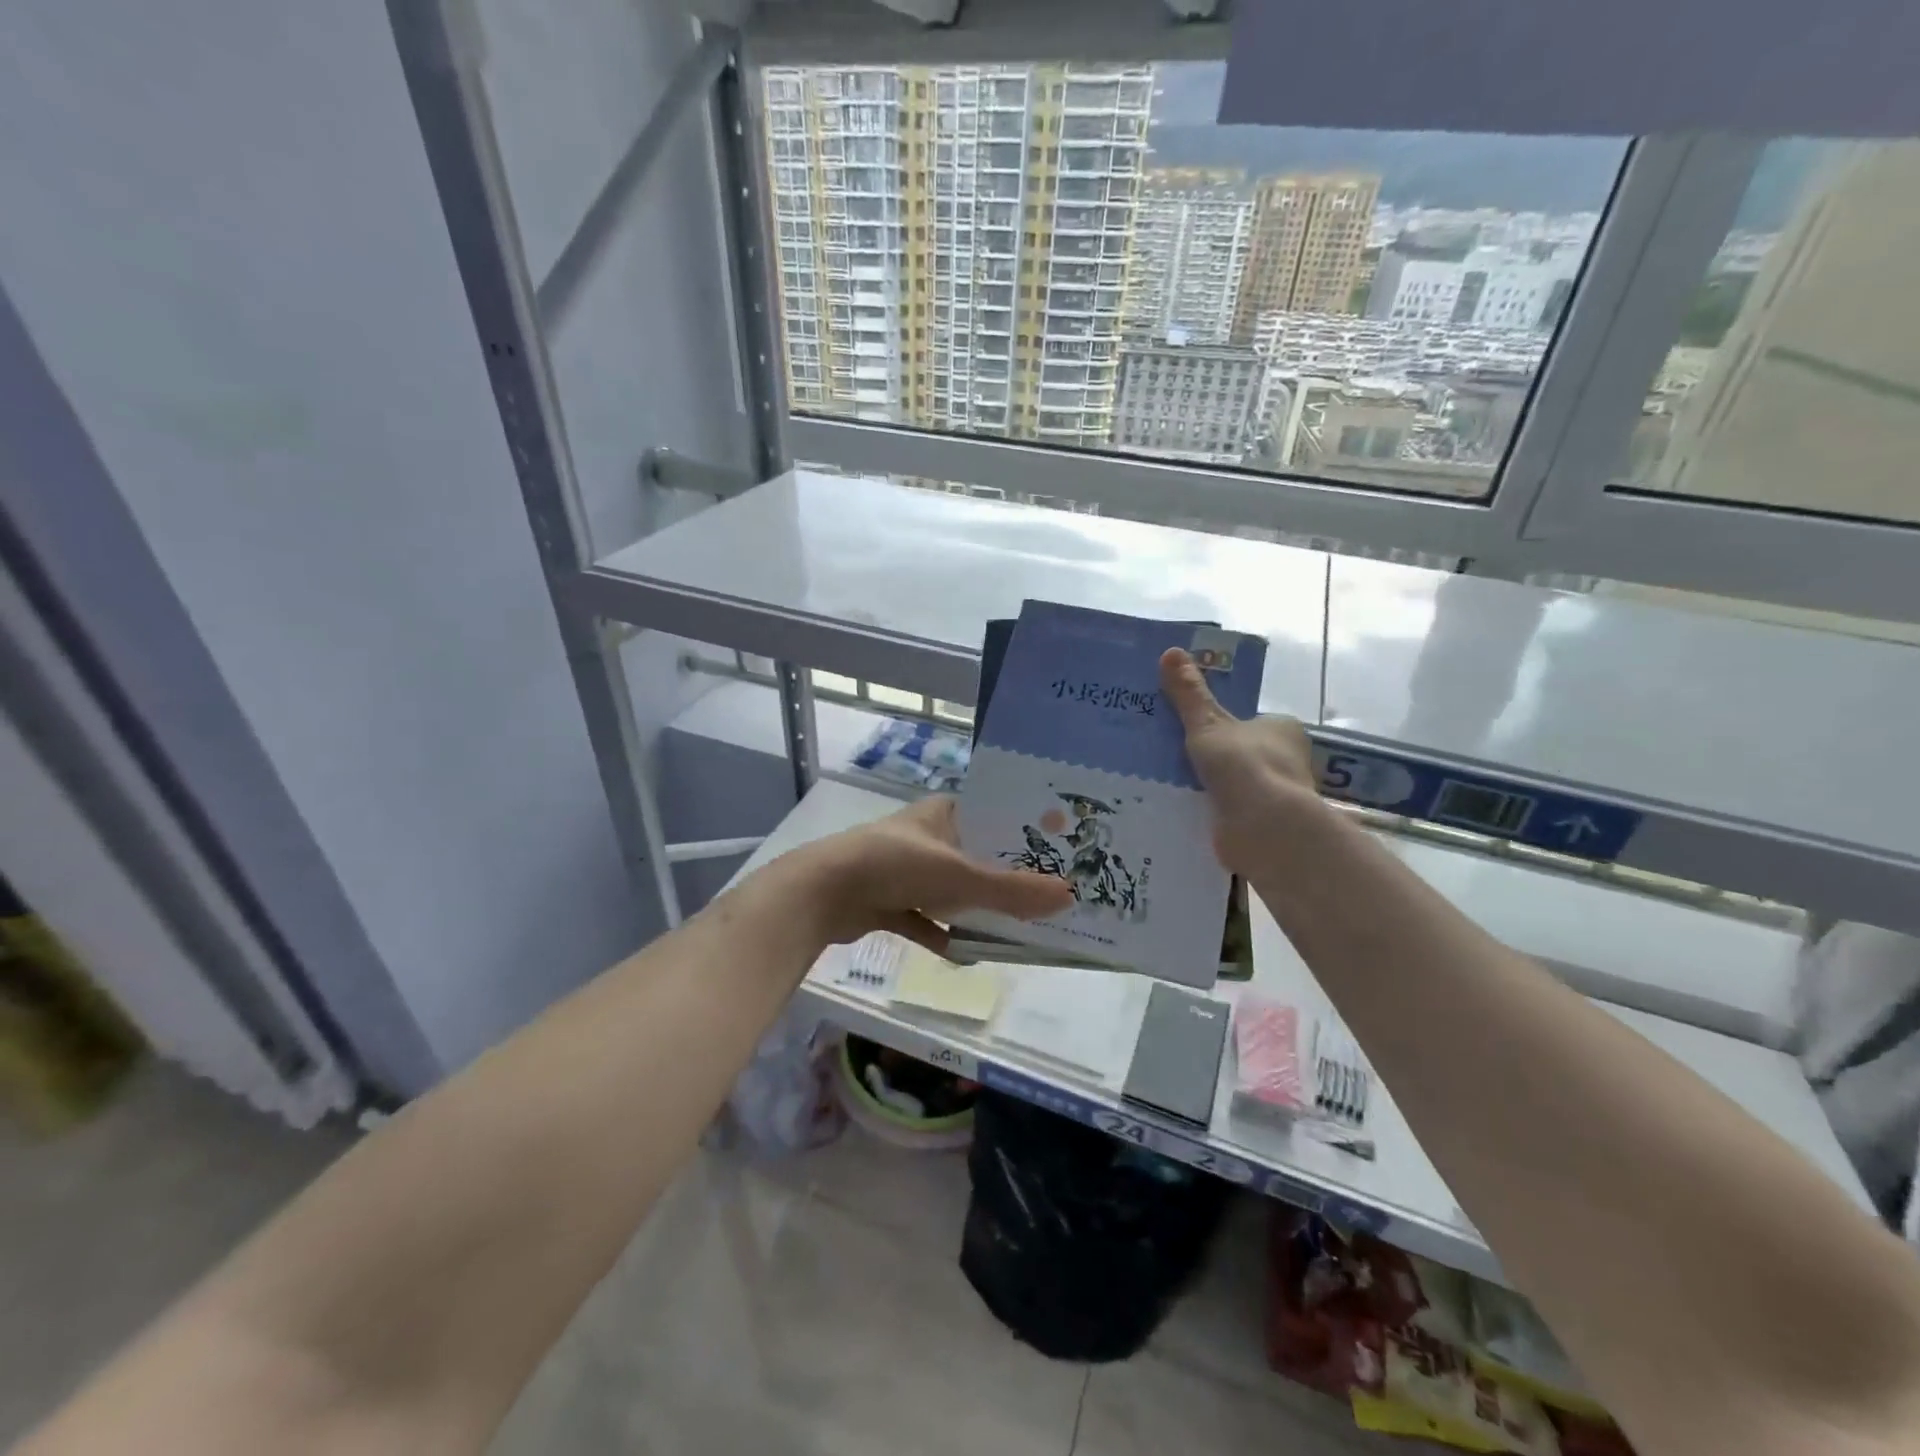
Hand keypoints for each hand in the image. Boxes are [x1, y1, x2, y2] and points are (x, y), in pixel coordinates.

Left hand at [798, 795, 1073, 953]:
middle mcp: (927, 836)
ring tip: (1019, 928)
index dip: (1024, 832)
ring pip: (952, 891)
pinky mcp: (890, 901)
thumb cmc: (895, 866)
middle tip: (1048, 897)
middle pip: (976, 857)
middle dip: (1005, 878)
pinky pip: (926, 920)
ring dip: (976, 909)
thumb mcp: (958, 875)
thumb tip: (1068, 897)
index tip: (1060, 852)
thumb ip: (1010, 891)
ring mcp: (906, 870)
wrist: (822, 893)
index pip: (993, 815)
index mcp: (943, 812)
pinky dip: (944, 935)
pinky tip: (967, 954)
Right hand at [1159, 647, 1320, 873]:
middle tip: (1172, 755)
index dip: (1225, 725)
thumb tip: (1170, 651)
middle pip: (1244, 753)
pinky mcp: (1264, 826)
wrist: (1264, 828)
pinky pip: (1231, 812)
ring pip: (1237, 785)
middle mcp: (1287, 760)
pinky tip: (1184, 809)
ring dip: (1212, 787)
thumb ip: (1189, 693)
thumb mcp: (1207, 723)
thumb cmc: (1243, 765)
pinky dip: (1212, 811)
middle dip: (1215, 757)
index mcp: (1282, 730)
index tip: (1193, 730)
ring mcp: (1277, 796)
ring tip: (1168, 782)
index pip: (1253, 722)